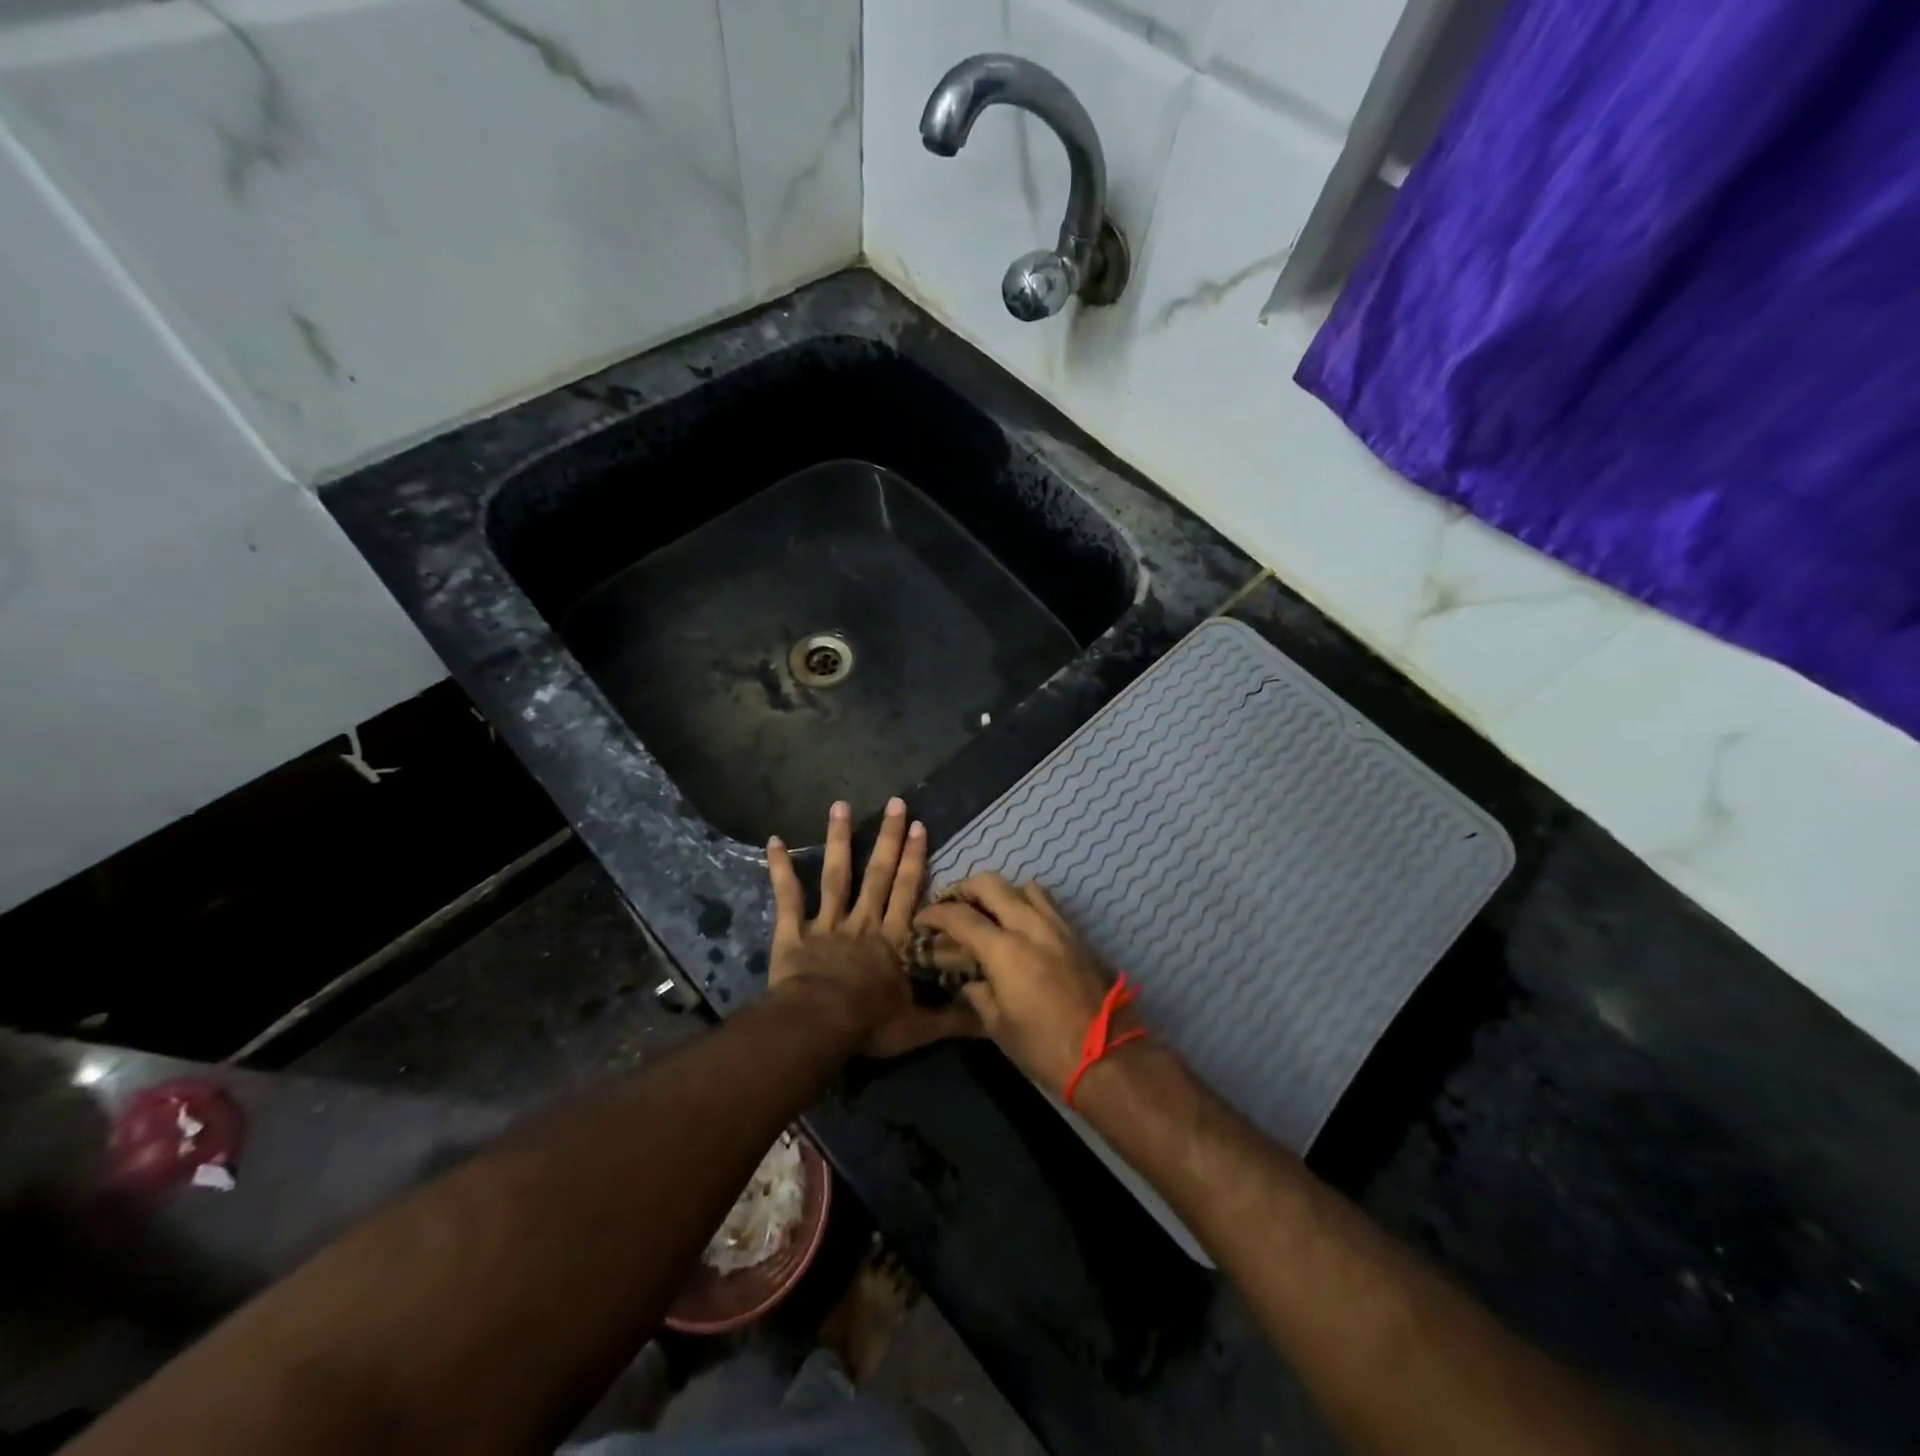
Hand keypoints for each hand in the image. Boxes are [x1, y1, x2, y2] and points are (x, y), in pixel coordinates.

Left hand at [766, 799, 977, 1058]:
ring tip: (840, 806)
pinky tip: (774, 841)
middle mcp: (863, 923)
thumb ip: (953, 1018)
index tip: (920, 827)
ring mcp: (827, 925)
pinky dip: (780, 869)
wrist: (818, 1027)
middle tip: (895, 803)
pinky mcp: (793, 933)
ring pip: (836, 876)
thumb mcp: (919, 1028)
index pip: (909, 892)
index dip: (915, 860)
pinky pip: (787, 898)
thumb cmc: (869, 1025)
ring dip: (839, 840)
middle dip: (889, 838)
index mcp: (893, 940)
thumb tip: (990, 1015)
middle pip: (879, 875)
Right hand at [913, 874, 1135, 1091]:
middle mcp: (1030, 926)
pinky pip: (1047, 903)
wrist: (1106, 1055)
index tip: (923, 920)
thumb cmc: (1044, 1047)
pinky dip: (1027, 904)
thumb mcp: (998, 1026)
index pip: (961, 916)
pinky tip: (1021, 926)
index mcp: (1005, 950)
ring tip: (989, 912)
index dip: (936, 913)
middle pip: (991, 884)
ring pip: (1024, 886)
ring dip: (1001, 892)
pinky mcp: (1076, 934)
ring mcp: (1057, 926)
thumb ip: (978, 994)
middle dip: (966, 888)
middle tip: (953, 905)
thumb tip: (969, 980)